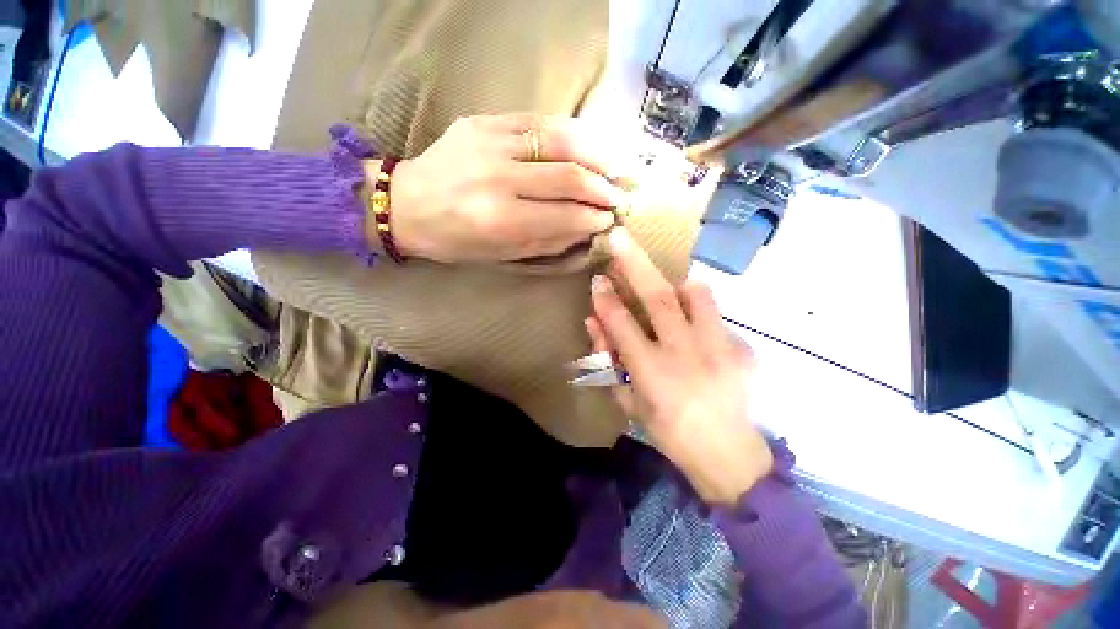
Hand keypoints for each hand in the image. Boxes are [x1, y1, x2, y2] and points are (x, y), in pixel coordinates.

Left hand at [379, 114, 629, 263]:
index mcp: (500, 220)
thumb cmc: (455, 240)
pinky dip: (570, 132)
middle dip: (604, 187)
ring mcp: (490, 142)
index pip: (565, 216)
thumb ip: (548, 242)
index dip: (595, 218)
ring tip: (617, 167)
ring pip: (560, 140)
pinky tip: (589, 143)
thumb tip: (587, 230)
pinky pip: (538, 121)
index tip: (612, 220)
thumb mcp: (502, 255)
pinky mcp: (484, 121)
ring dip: (597, 154)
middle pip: (569, 176)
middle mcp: (498, 178)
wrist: (407, 203)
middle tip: (622, 195)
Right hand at [586, 229, 773, 505]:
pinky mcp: (741, 349)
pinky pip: (717, 315)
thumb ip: (608, 362)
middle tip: (620, 238)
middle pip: (657, 297)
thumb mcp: (628, 402)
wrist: (728, 454)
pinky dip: (701, 309)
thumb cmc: (668, 432)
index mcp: (651, 371)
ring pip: (697, 296)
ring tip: (668, 282)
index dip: (605, 298)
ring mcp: (718, 348)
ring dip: (678, 283)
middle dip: (634, 263)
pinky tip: (694, 322)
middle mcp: (684, 353)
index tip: (597, 278)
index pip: (620, 323)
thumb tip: (594, 324)